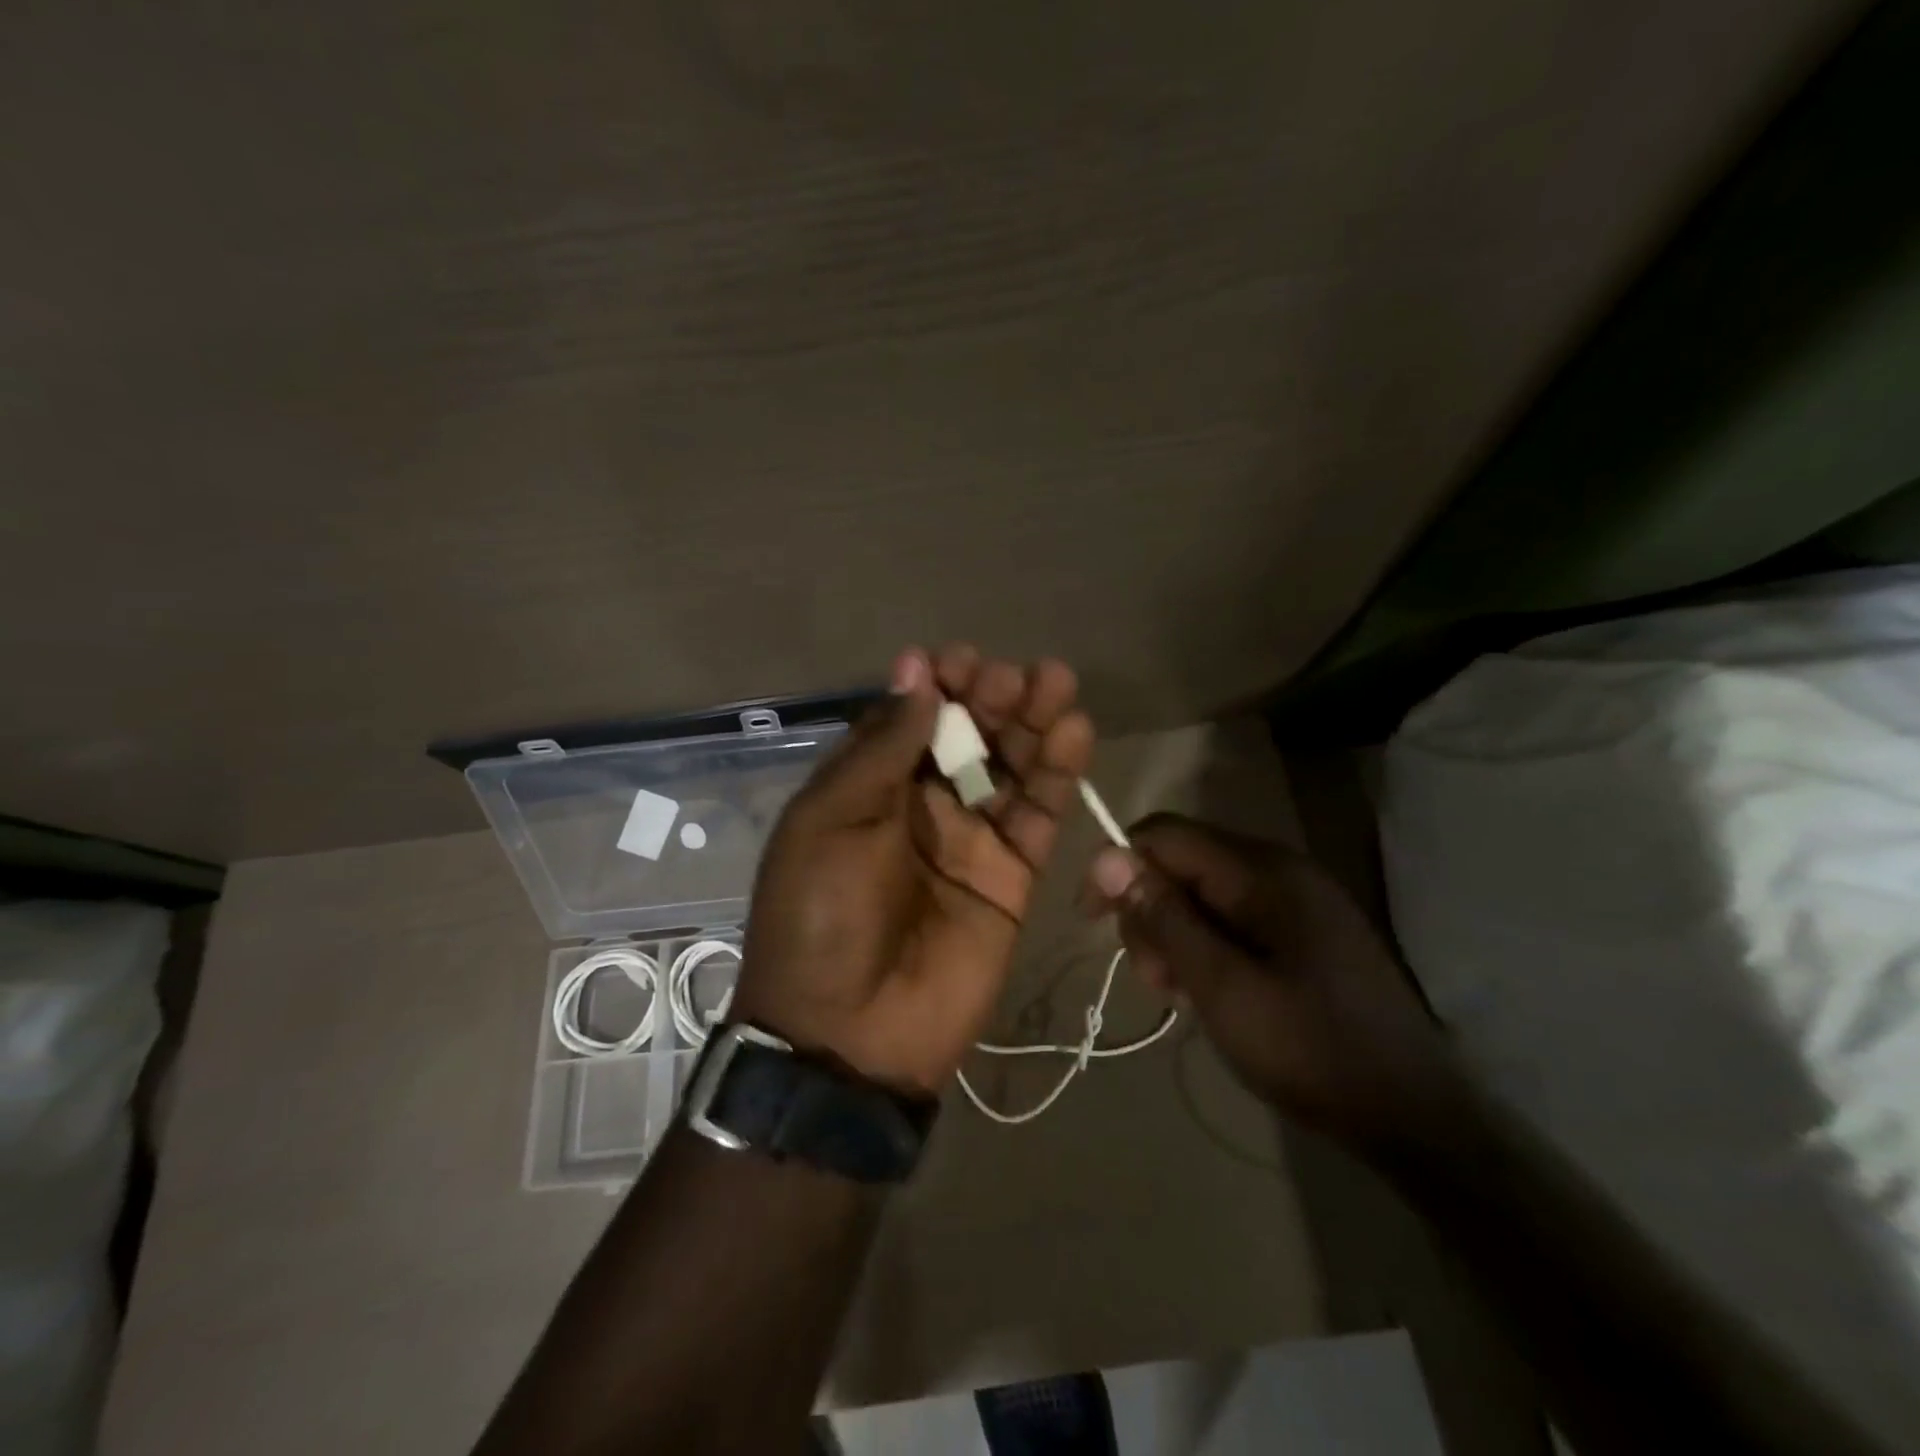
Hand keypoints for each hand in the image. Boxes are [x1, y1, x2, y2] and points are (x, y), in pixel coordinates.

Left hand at [733, 645, 1094, 1095]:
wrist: (850, 1034)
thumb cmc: (822, 916)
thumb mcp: (832, 821)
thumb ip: (882, 748)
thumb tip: (915, 671)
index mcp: (867, 790)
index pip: (910, 721)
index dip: (935, 687)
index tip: (958, 661)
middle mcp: (920, 807)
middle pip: (965, 737)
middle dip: (990, 699)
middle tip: (1014, 677)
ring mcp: (970, 840)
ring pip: (1008, 768)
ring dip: (1032, 724)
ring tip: (1057, 685)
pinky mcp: (1012, 875)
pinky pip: (1038, 816)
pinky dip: (1057, 775)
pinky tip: (1074, 734)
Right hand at [1083, 815, 1458, 1144]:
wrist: (1413, 1115)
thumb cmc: (1309, 1049)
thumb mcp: (1221, 987)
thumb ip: (1164, 918)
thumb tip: (1107, 856)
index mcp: (1262, 872)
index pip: (1164, 835)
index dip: (1118, 867)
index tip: (1092, 922)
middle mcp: (1278, 868)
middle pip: (1181, 861)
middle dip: (1150, 911)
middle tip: (1154, 978)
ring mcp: (1295, 898)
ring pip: (1202, 890)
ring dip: (1174, 933)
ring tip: (1179, 992)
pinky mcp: (1302, 928)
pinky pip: (1231, 915)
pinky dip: (1205, 944)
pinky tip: (1208, 989)